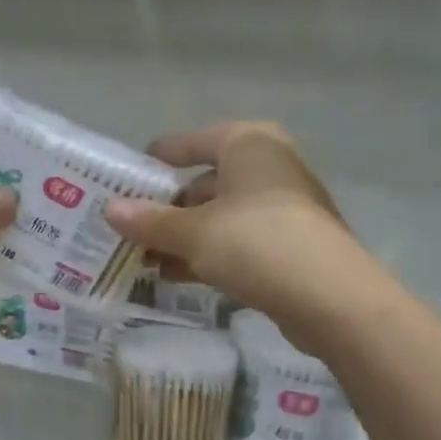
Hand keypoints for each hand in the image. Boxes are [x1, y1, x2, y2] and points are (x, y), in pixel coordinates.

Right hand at [106, 122, 380, 350]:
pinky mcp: (290, 245)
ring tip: (144, 258)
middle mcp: (270, 167)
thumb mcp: (193, 233)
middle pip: (206, 181)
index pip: (194, 141)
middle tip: (131, 226)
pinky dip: (208, 254)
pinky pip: (237, 242)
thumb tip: (110, 209)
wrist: (330, 298)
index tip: (129, 173)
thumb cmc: (257, 243)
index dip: (161, 157)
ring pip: (221, 216)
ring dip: (184, 237)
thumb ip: (150, 221)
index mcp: (249, 145)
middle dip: (168, 207)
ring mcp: (284, 207)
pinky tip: (176, 276)